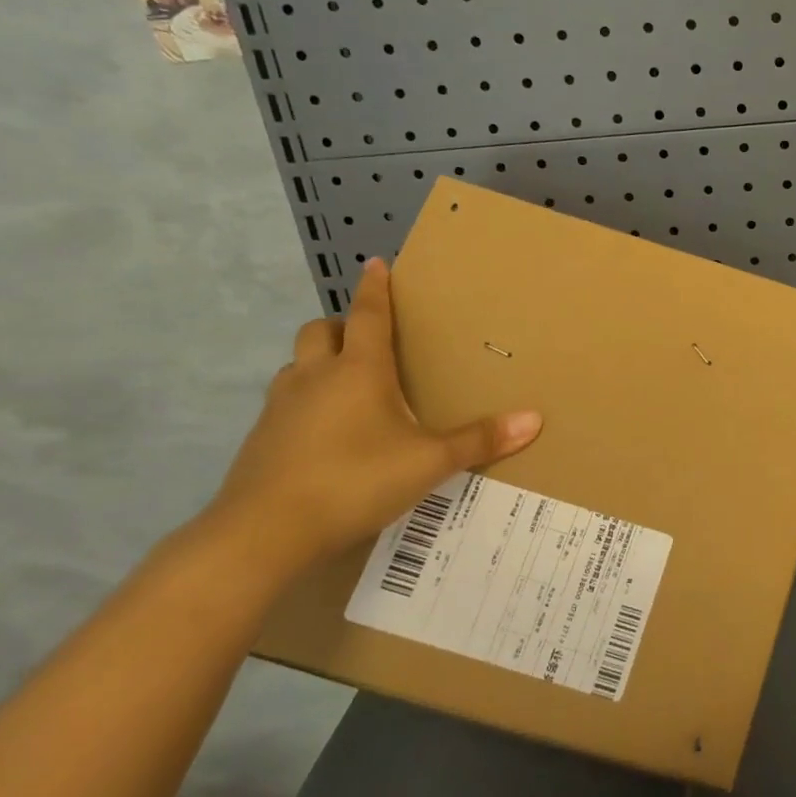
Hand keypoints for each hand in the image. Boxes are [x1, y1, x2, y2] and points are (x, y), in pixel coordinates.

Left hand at [205, 258, 541, 574]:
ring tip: (347, 384)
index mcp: (358, 371)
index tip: (376, 263)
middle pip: (320, 331)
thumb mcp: (428, 462)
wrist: (263, 534)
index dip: (375, 289)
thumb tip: (534, 419)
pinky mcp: (261, 439)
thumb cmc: (354, 481)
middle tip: (365, 337)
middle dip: (340, 324)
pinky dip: (305, 401)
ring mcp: (280, 407)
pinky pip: (285, 402)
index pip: (367, 315)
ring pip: (296, 366)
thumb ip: (479, 440)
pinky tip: (326, 433)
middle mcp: (315, 377)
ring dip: (319, 362)